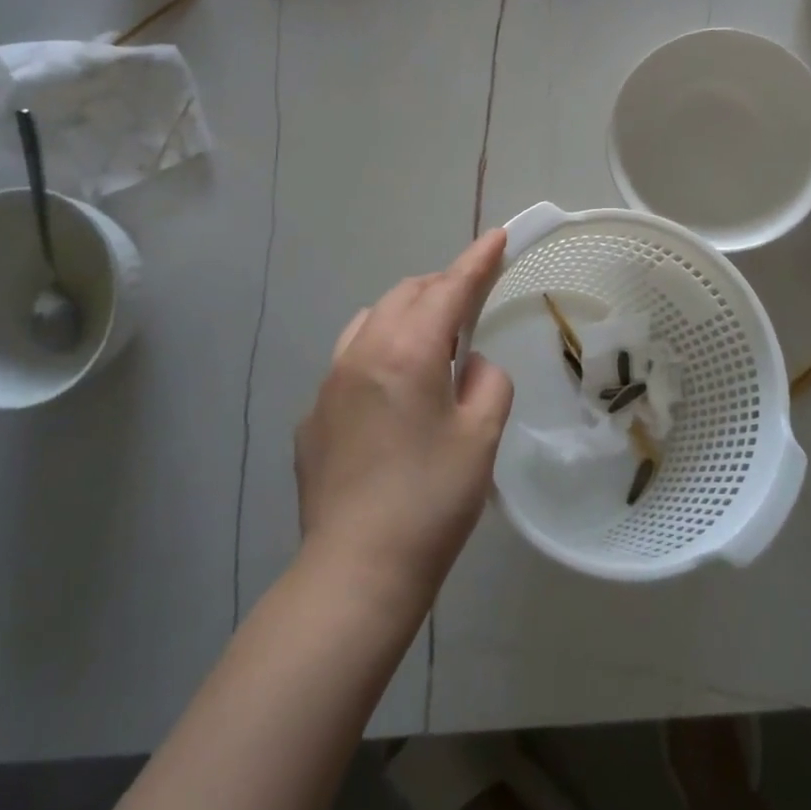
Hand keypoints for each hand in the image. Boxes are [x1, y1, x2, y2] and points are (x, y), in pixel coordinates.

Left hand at [294, 230, 512, 610]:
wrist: (356, 573)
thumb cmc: (431, 500)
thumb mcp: (481, 436)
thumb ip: (488, 381)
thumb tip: (471, 365)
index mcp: (407, 352)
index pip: (449, 289)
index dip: (477, 260)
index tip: (497, 236)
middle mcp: (361, 354)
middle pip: (406, 295)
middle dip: (442, 287)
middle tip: (472, 303)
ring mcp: (329, 384)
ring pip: (371, 321)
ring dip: (407, 316)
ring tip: (433, 345)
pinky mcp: (313, 417)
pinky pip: (350, 362)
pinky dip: (380, 354)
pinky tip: (393, 397)